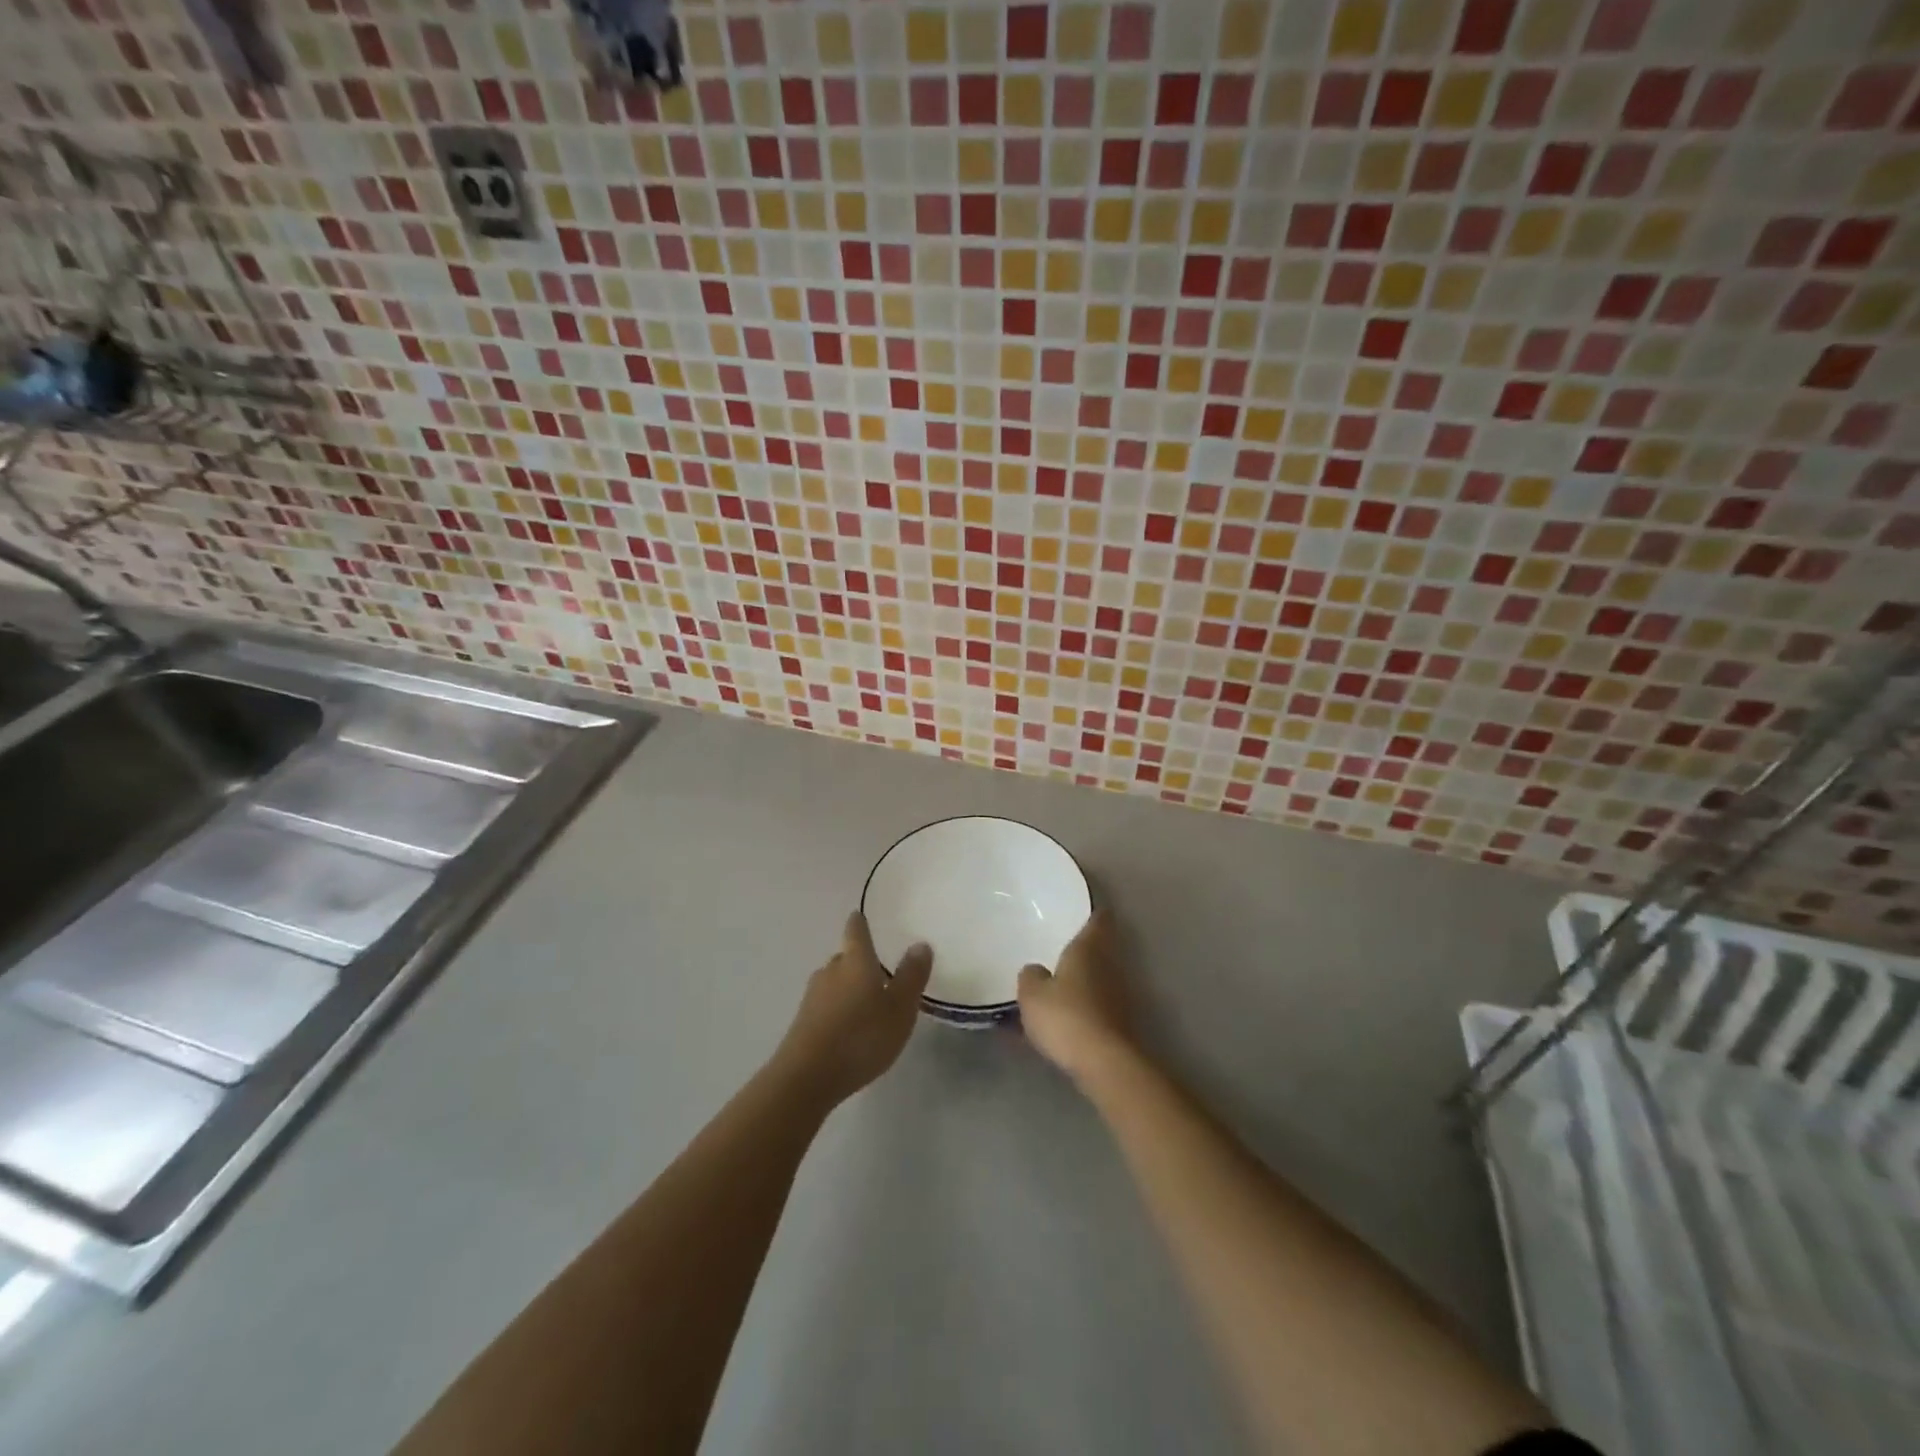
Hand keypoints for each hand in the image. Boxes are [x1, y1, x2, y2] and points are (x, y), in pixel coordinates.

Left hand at [774, 912, 932, 1105]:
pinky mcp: (803, 1022)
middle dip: (858, 959)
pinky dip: (838, 1008)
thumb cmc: (861, 1036)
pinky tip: (849, 1026)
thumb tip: (920, 943)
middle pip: (844, 956)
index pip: (856, 930)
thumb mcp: (900, 1008)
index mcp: (855, 960)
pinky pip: (825, 1005)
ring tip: (866, 999)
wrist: (807, 1077)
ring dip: (848, 986)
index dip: (860, 922)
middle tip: (877, 968)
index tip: (861, 916)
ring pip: (833, 981)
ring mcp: (812, 996)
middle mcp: (831, 971)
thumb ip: (911, 976)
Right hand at [1017, 909, 1136, 1084]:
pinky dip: (1085, 1004)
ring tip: (1059, 981)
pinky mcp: (1121, 1022)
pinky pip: (1098, 1003)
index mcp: (1088, 948)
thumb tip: (1035, 970)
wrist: (1105, 1063)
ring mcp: (1119, 994)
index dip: (1093, 911)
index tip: (1083, 907)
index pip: (1098, 919)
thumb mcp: (1032, 994)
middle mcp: (1109, 965)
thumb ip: (1030, 976)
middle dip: (1084, 947)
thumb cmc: (1066, 1016)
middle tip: (1060, 944)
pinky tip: (1066, 1015)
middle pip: (1100, 947)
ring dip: (1084, 978)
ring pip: (1100, 976)